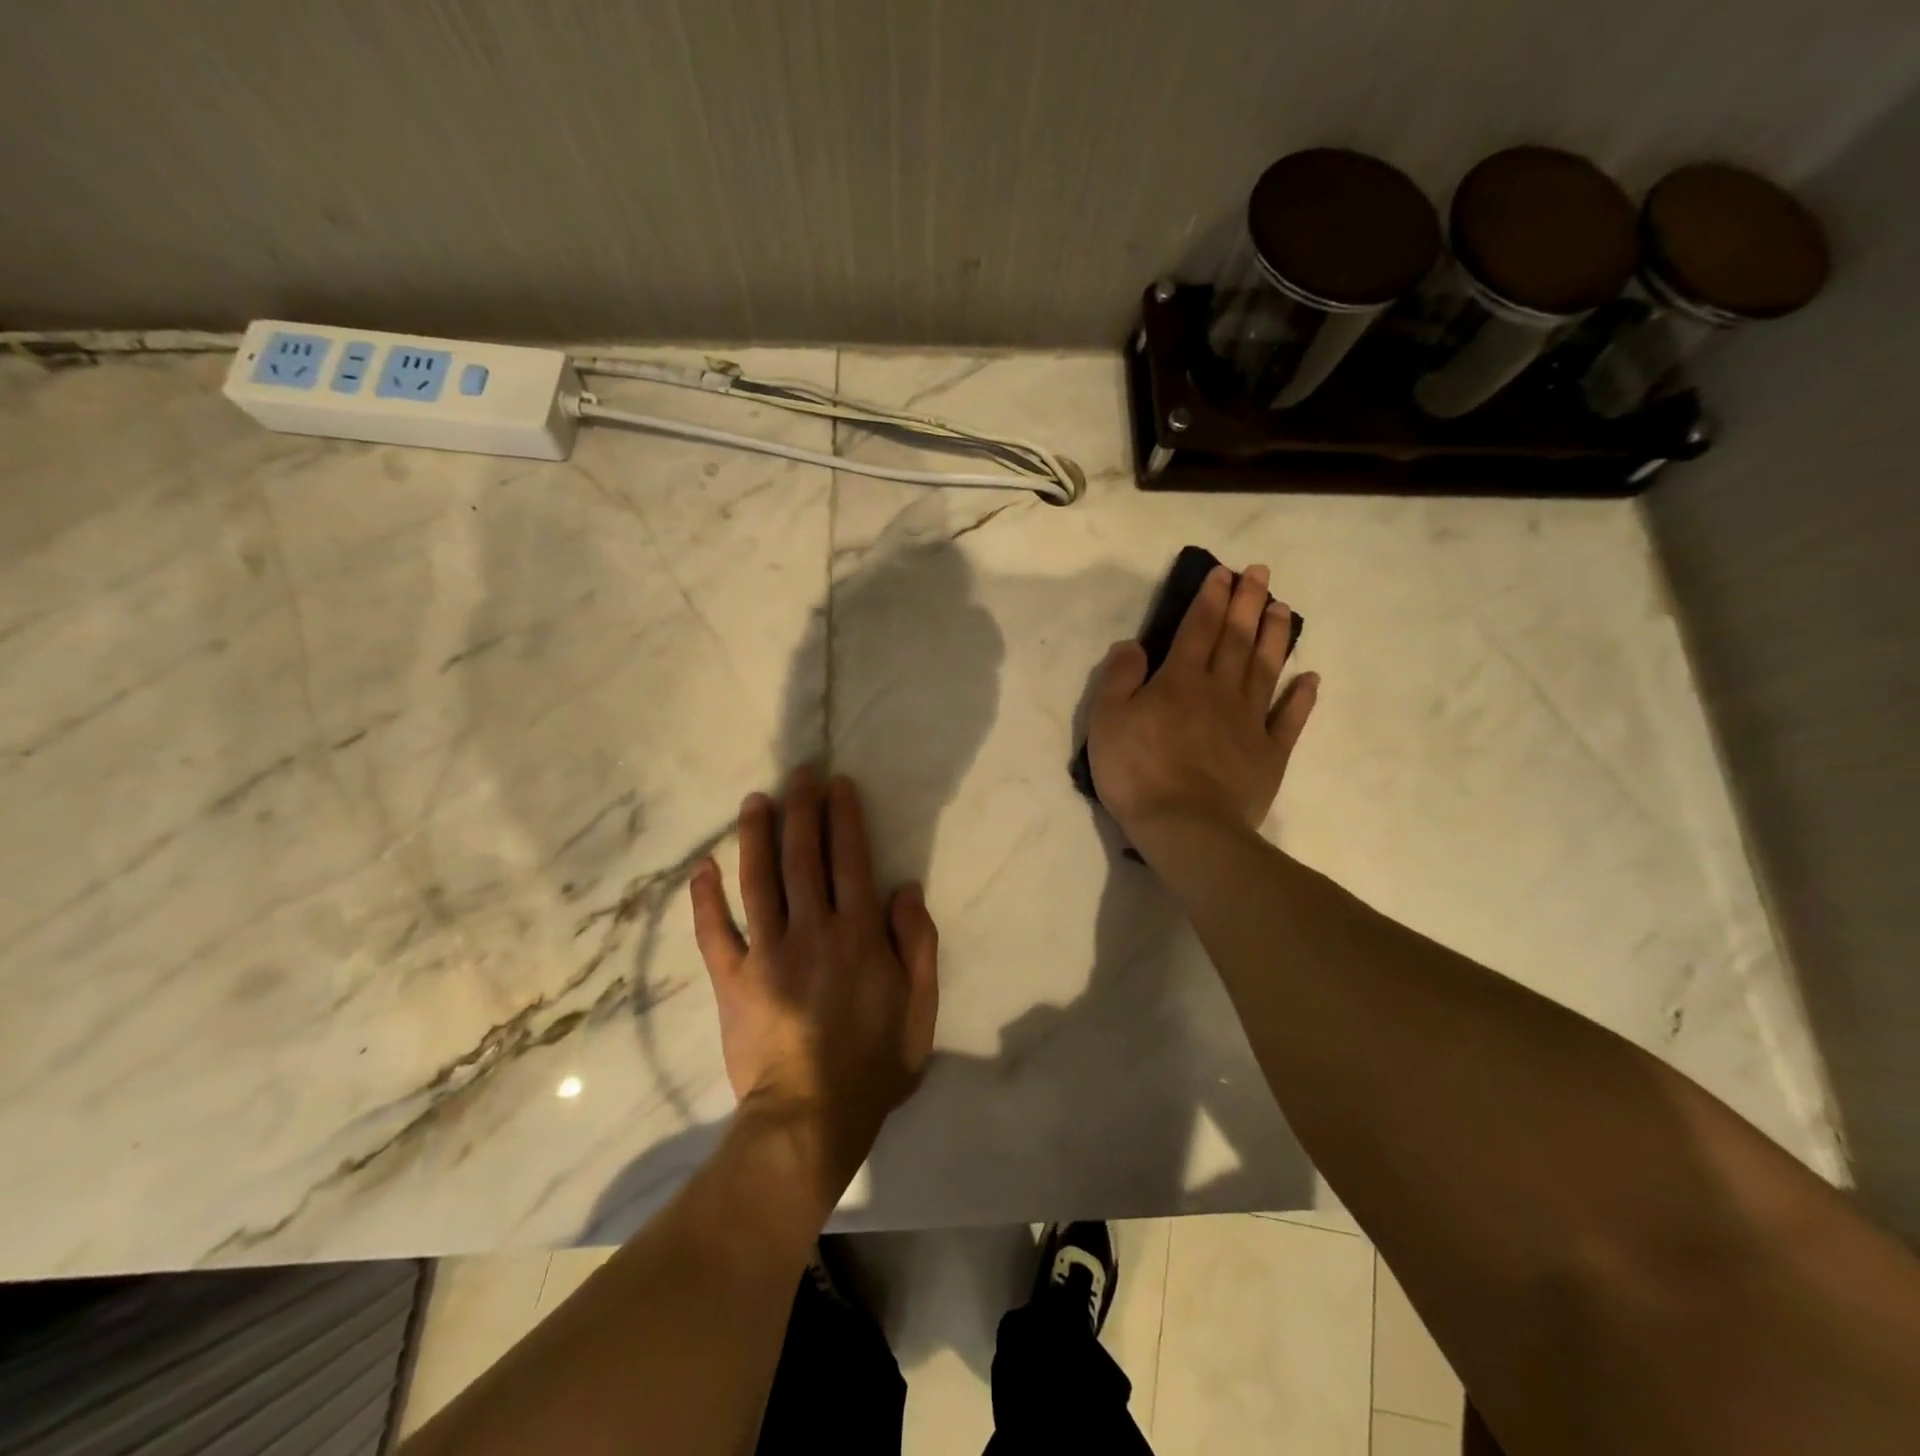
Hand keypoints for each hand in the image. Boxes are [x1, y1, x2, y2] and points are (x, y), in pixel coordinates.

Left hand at [688, 769, 938, 1193]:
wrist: (810, 1117)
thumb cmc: (873, 1063)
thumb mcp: (920, 1008)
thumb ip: (917, 945)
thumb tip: (904, 889)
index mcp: (859, 934)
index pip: (850, 860)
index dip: (844, 818)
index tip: (838, 785)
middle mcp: (812, 930)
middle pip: (804, 857)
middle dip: (802, 810)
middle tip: (798, 774)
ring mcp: (767, 952)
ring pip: (759, 881)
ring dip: (756, 836)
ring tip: (755, 801)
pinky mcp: (732, 979)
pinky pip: (714, 932)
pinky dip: (705, 899)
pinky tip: (702, 867)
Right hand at [1086, 562, 1317, 840]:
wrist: (1186, 827)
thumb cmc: (1137, 772)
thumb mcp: (1106, 720)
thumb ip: (1118, 677)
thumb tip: (1132, 644)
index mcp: (1180, 680)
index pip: (1199, 628)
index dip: (1210, 598)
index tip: (1223, 573)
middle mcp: (1220, 690)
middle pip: (1237, 638)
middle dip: (1247, 602)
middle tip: (1261, 573)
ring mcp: (1250, 721)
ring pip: (1266, 668)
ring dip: (1275, 635)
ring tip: (1283, 609)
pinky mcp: (1269, 753)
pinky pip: (1289, 718)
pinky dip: (1301, 697)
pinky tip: (1310, 678)